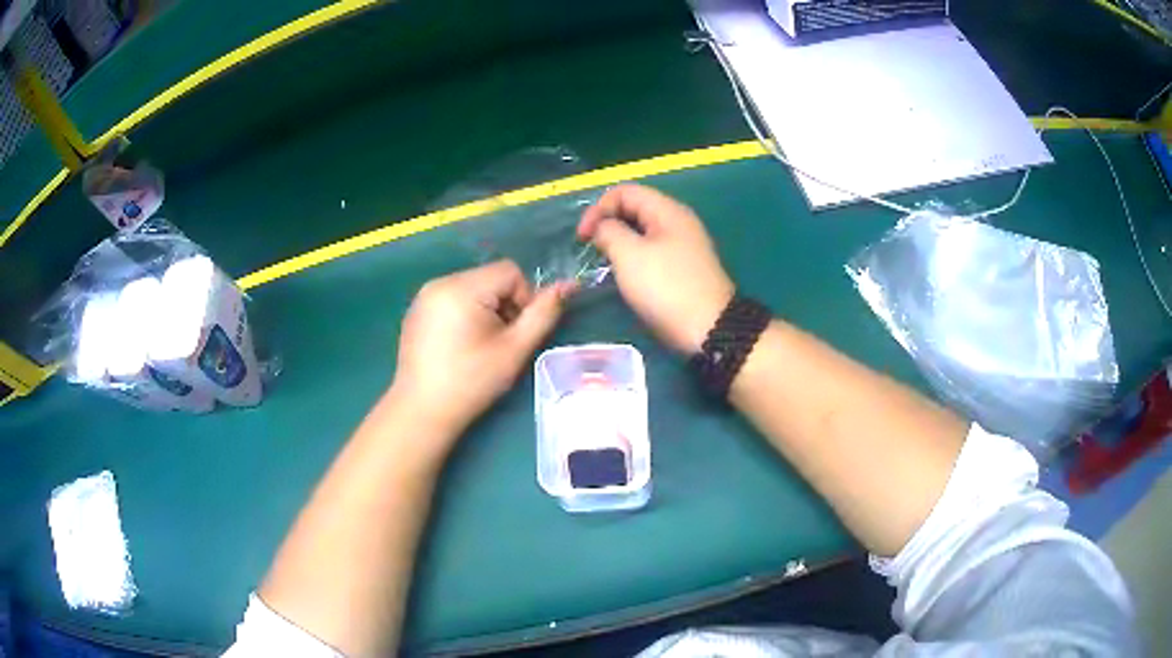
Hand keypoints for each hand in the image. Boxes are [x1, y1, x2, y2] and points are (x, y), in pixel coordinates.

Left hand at [391, 261, 570, 447]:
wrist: (422, 410)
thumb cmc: (471, 382)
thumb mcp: (514, 350)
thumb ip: (543, 314)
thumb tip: (568, 285)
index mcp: (461, 287)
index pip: (510, 272)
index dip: (523, 299)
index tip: (515, 333)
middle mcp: (440, 282)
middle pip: (490, 277)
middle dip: (504, 305)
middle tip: (500, 343)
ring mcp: (424, 295)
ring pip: (473, 287)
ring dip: (487, 310)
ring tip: (480, 346)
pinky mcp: (417, 310)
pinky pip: (453, 298)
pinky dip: (466, 314)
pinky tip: (460, 346)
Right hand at [579, 184, 733, 352]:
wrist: (709, 328)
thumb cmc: (666, 287)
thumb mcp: (629, 255)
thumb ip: (609, 232)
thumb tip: (603, 227)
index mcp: (667, 210)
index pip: (625, 191)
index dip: (598, 208)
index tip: (581, 237)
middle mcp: (678, 221)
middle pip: (634, 208)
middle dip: (607, 223)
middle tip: (590, 248)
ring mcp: (683, 245)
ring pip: (642, 232)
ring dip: (619, 241)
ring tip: (603, 261)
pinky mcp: (683, 267)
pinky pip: (652, 251)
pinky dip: (633, 256)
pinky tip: (624, 275)